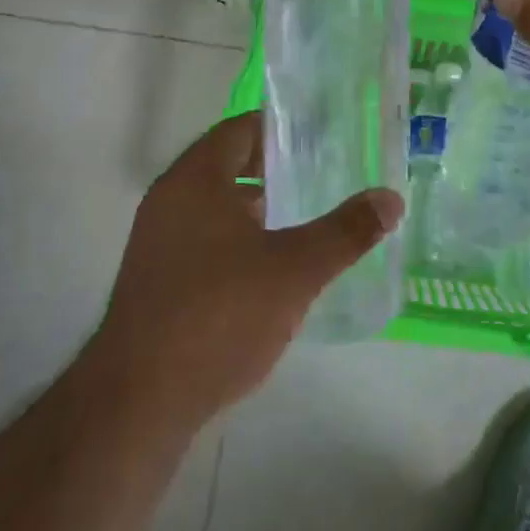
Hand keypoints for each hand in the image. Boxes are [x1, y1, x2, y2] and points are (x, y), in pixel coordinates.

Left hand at [89, 112, 403, 431]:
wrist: (138, 403)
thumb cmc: (218, 315)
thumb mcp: (295, 270)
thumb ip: (345, 232)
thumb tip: (391, 198)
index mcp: (195, 180)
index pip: (240, 130)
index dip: (280, 128)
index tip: (321, 135)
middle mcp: (169, 201)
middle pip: (227, 165)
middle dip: (273, 168)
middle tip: (321, 173)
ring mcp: (156, 243)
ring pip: (214, 207)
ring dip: (255, 207)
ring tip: (303, 217)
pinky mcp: (154, 282)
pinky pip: (203, 241)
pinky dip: (237, 240)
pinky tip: (269, 269)